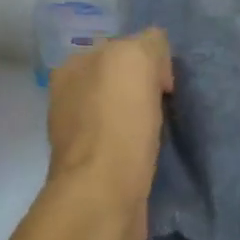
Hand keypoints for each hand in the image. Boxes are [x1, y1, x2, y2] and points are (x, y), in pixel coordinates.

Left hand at [45, 29, 173, 239]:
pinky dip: (141, 147)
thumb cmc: (118, 123)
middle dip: (145, 89)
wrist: (104, 195)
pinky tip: (155, 154)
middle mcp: (69, 97)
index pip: (120, 47)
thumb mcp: (136, 59)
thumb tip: (157, 61)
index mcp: (72, 67)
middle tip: (170, 105)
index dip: (150, 59)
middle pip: (120, 81)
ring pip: (122, 113)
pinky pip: (126, 144)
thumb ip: (148, 43)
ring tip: (167, 131)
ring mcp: (78, 135)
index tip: (168, 82)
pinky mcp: (95, 169)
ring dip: (144, 120)